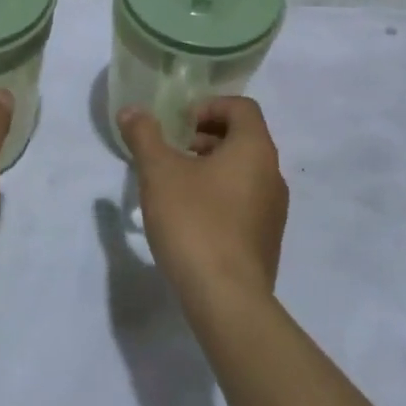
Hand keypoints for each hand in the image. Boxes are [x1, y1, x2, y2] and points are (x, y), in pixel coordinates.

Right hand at [118, 97, 288, 306]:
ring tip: (175, 185)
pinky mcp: (266, 239)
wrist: (226, 298)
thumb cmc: (194, 222)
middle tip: (172, 152)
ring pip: (243, 171)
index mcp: (255, 149)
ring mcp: (273, 210)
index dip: (208, 106)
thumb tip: (132, 111)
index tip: (179, 125)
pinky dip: (220, 195)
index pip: (241, 107)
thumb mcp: (159, 172)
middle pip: (242, 138)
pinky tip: (190, 217)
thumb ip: (144, 135)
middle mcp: (273, 174)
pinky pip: (244, 201)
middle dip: (205, 137)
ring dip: (210, 167)